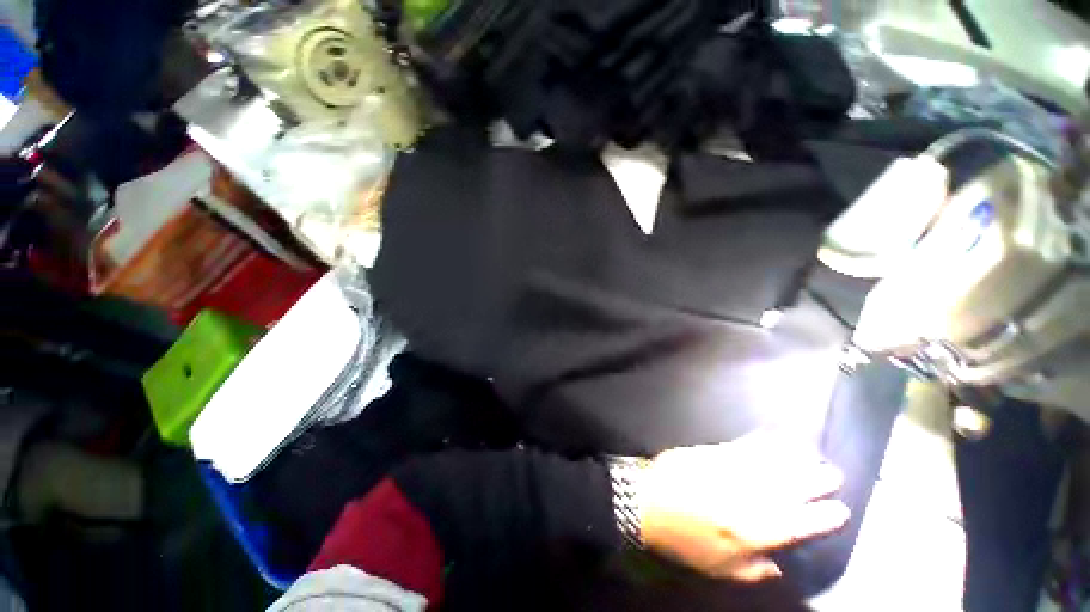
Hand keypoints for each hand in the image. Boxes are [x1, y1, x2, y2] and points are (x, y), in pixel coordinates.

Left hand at [638, 433, 849, 582]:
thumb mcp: (721, 569)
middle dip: (817, 479)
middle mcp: (752, 496)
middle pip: (794, 485)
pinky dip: (764, 441)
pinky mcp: (716, 451)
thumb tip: (778, 565)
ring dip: (796, 457)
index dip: (825, 517)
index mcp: (757, 530)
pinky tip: (775, 436)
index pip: (803, 522)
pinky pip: (746, 444)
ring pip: (773, 461)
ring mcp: (733, 469)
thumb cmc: (685, 540)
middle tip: (832, 474)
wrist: (648, 502)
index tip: (841, 510)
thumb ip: (755, 570)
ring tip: (812, 454)